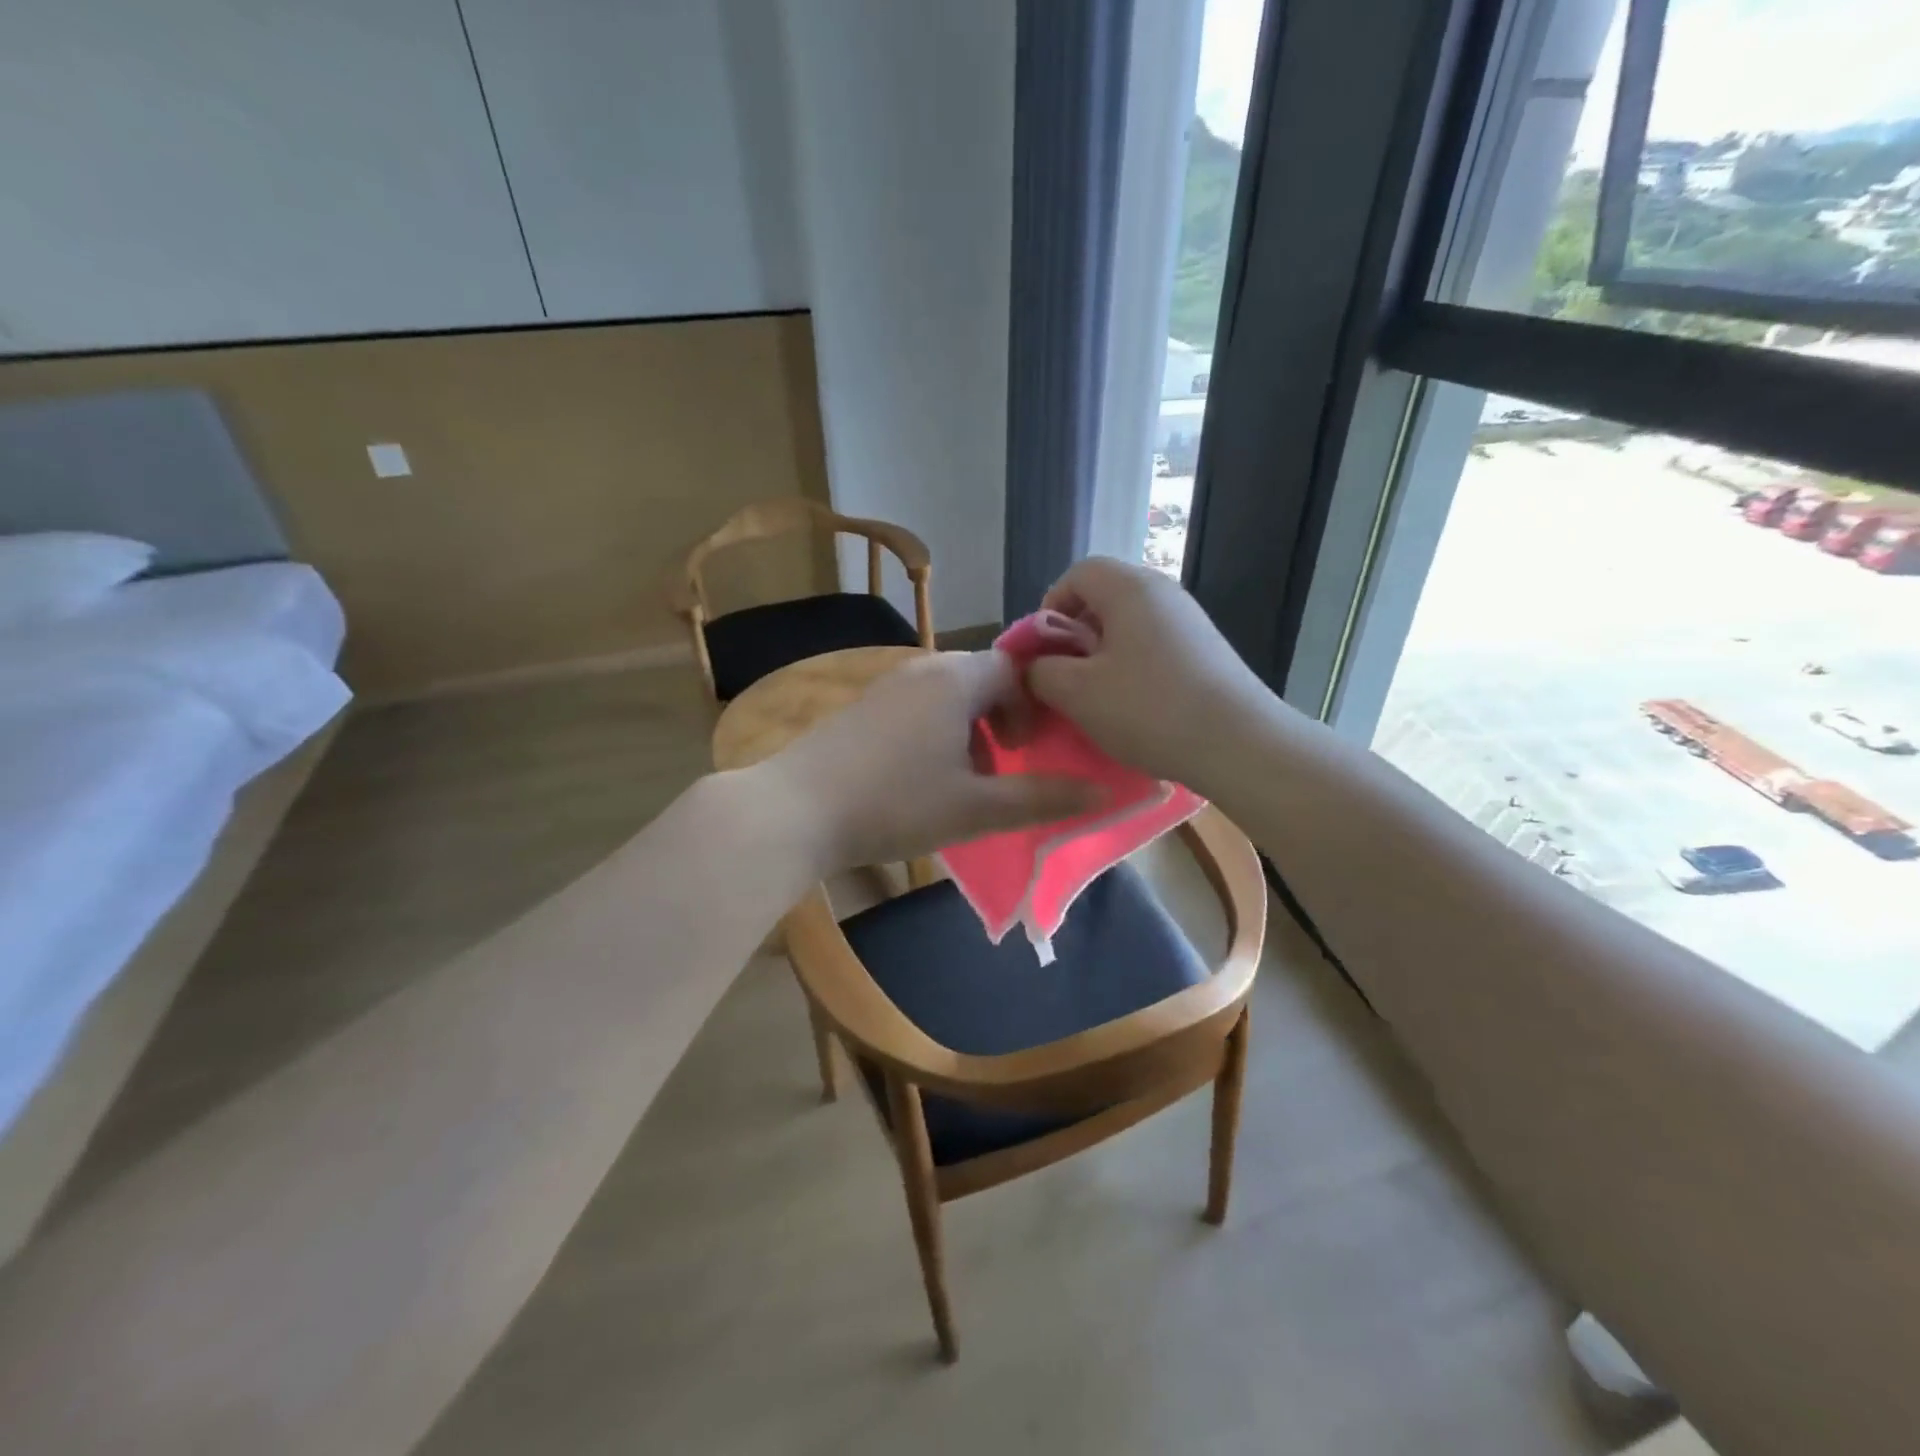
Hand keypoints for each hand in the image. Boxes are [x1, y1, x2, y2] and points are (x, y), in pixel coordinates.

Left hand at [751, 650, 1101, 874]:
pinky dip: (937, 732)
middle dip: (1005, 718)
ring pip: (949, 695)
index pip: (1017, 668)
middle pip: (983, 679)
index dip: (1038, 705)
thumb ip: (1042, 797)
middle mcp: (923, 669)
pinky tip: (923, 779)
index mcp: (957, 679)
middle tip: (1010, 763)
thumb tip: (1104, 792)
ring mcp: (887, 686)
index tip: (1037, 747)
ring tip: (969, 779)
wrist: (796, 810)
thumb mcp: (977, 808)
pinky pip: (917, 706)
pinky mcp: (862, 708)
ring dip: (971, 729)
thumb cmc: (895, 804)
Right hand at [1027, 557, 1281, 789]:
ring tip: (1096, 698)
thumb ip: (1041, 671)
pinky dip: (1133, 667)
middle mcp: (1164, 592)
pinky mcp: (1207, 651)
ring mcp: (1191, 621)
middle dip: (1074, 635)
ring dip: (1102, 656)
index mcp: (1129, 588)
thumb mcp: (1076, 692)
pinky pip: (1154, 646)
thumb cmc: (1148, 709)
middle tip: (1064, 677)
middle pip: (1104, 597)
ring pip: (1129, 625)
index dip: (1049, 607)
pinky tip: (1134, 707)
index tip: (1042, 651)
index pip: (1078, 573)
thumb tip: (1035, 665)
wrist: (1239, 744)